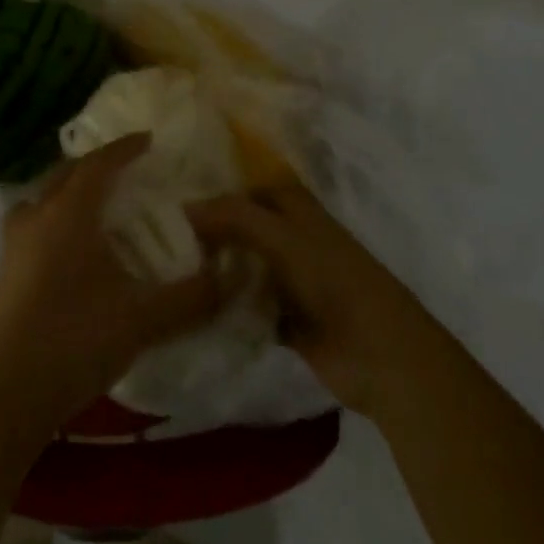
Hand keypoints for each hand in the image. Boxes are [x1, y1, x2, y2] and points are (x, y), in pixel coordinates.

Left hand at [0, 135, 223, 436]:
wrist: (9, 393)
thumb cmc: (78, 339)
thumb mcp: (145, 318)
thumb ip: (193, 297)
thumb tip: (231, 276)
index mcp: (70, 212)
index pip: (99, 164)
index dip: (124, 148)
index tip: (148, 139)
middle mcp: (37, 216)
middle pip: (66, 174)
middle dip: (95, 165)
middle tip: (123, 170)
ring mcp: (14, 244)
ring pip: (42, 198)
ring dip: (67, 191)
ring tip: (92, 205)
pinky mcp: (3, 272)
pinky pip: (31, 224)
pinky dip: (52, 219)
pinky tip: (67, 249)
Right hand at [188, 185, 442, 419]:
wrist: (382, 357)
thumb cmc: (335, 282)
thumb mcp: (282, 238)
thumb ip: (235, 217)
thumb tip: (184, 205)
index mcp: (297, 209)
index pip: (249, 186)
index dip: (219, 186)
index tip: (173, 194)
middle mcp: (291, 239)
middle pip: (244, 226)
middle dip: (210, 229)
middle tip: (162, 234)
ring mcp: (290, 281)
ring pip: (244, 265)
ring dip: (215, 268)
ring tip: (167, 269)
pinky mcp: (287, 320)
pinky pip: (248, 306)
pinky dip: (226, 307)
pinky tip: (191, 308)